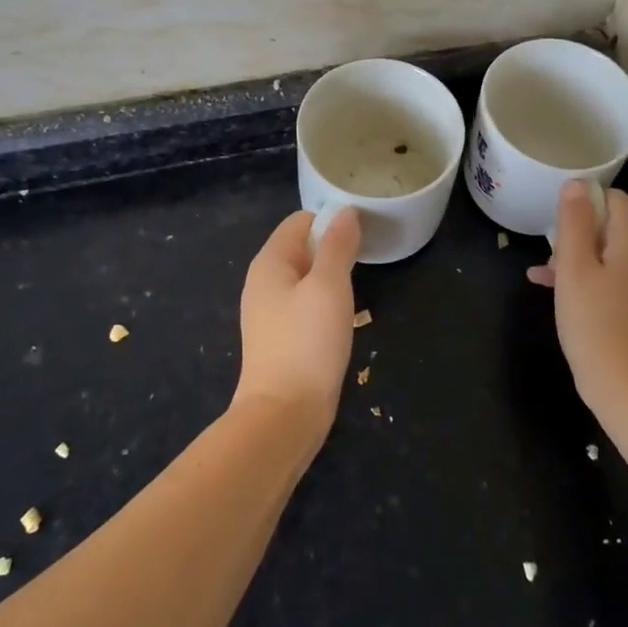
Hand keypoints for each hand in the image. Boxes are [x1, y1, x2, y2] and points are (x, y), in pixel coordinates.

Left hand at [236, 208, 361, 431]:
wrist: (285, 415)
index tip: (362, 236)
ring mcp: (269, 312)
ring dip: (331, 278)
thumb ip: (337, 245)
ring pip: (306, 278)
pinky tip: (340, 320)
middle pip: (302, 247)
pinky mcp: (280, 338)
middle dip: (333, 250)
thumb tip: (346, 211)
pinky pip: (304, 304)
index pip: (301, 221)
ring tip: (356, 291)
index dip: (331, 221)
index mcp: (269, 262)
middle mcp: (263, 282)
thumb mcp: (329, 285)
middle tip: (364, 263)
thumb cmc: (307, 342)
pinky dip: (324, 303)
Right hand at [528, 182, 627, 414]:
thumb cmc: (596, 324)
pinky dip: (583, 279)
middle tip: (549, 252)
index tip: (557, 218)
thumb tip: (576, 184)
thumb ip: (574, 223)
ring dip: (575, 257)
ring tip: (543, 273)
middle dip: (576, 231)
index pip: (615, 199)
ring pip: (605, 254)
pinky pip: (608, 279)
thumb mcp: (575, 269)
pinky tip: (551, 290)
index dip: (585, 200)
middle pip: (610, 226)